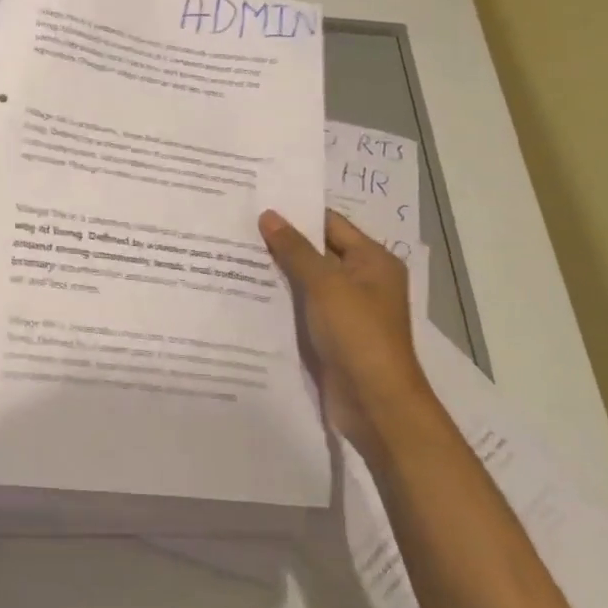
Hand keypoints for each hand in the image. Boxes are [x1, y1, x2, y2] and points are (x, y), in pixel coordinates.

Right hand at [259, 208, 427, 450]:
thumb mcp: (325, 285)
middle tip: (236, 226)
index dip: (295, 213)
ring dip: (277, 272)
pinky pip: (302, 307)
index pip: (329, 223)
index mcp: (372, 260)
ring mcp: (346, 310)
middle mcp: (362, 280)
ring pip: (306, 281)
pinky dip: (280, 299)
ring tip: (232, 254)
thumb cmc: (357, 335)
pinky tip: (246, 292)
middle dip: (281, 242)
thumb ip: (295, 249)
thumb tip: (268, 215)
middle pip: (317, 251)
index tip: (256, 203)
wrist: (375, 404)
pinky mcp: (330, 334)